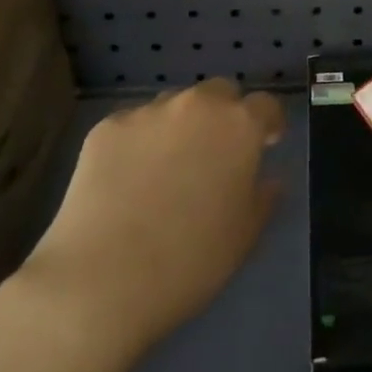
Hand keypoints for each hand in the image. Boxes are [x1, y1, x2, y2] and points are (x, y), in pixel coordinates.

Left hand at [17, 78, 283, 353]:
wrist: (102, 279)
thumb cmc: (190, 261)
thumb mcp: (245, 235)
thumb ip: (263, 197)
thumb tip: (268, 179)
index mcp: (239, 126)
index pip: (266, 105)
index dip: (268, 123)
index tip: (266, 144)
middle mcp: (196, 106)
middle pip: (219, 92)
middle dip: (224, 114)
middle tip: (217, 153)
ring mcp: (147, 113)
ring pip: (174, 104)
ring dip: (181, 124)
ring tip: (168, 167)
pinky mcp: (106, 128)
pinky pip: (134, 124)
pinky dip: (140, 142)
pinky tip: (128, 179)